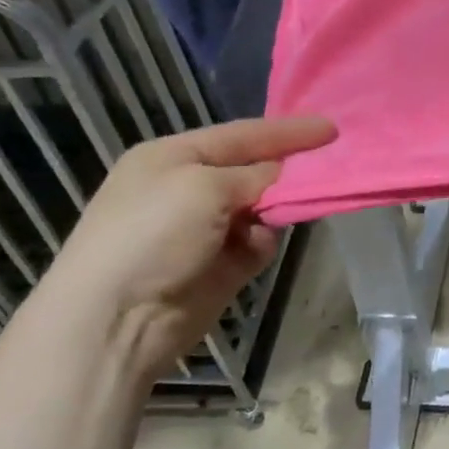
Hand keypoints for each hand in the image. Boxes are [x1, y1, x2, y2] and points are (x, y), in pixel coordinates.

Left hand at [31, 115, 335, 383]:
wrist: (117, 319)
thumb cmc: (153, 234)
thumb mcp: (204, 186)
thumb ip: (255, 174)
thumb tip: (282, 175)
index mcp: (173, 157)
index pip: (241, 135)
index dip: (287, 131)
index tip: (331, 129)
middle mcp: (188, 189)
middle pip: (254, 169)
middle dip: (288, 169)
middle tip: (331, 165)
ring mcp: (204, 230)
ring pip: (262, 207)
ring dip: (277, 208)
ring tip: (292, 210)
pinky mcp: (219, 266)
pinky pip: (258, 242)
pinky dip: (263, 242)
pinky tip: (255, 250)